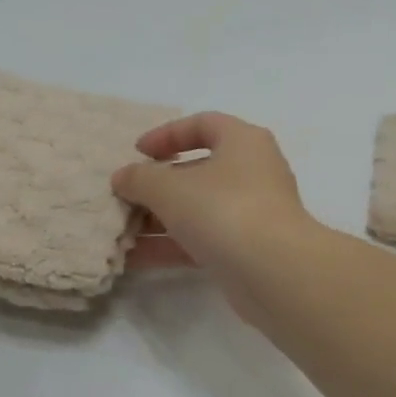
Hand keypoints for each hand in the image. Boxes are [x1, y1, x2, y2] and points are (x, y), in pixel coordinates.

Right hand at [112, 113, 314, 276]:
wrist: (275, 272)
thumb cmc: (224, 209)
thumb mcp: (171, 188)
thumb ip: (140, 178)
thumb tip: (123, 178)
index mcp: (243, 142)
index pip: (204, 124)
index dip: (168, 134)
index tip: (137, 152)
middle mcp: (253, 172)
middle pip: (199, 170)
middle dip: (158, 185)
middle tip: (125, 197)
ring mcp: (252, 213)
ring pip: (199, 209)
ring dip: (159, 219)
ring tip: (120, 231)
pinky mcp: (247, 250)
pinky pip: (203, 241)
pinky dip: (171, 246)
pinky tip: (134, 259)